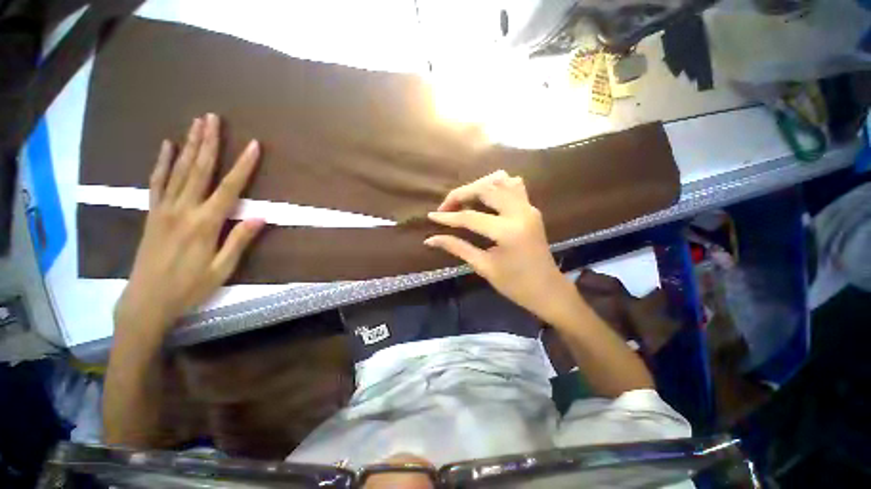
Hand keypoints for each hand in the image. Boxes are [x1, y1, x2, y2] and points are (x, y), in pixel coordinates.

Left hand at [114, 114, 263, 332]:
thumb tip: (260, 217)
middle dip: (208, 143)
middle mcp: (183, 210)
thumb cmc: (190, 287)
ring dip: (189, 145)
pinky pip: (157, 182)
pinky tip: (167, 146)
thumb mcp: (222, 269)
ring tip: (196, 124)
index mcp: (205, 223)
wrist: (146, 301)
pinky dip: (162, 163)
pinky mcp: (153, 213)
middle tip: (213, 118)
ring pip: (179, 170)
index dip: (243, 166)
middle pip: (199, 170)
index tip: (254, 146)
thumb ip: (239, 240)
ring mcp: (164, 209)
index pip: (230, 188)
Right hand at [425, 170, 575, 321]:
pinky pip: (513, 186)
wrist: (548, 290)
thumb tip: (430, 239)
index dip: (448, 217)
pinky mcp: (531, 208)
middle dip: (461, 194)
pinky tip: (485, 198)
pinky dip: (495, 186)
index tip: (431, 216)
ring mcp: (528, 207)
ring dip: (478, 186)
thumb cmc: (515, 285)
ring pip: (501, 180)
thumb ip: (457, 248)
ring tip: (464, 200)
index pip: (471, 217)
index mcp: (508, 231)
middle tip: (446, 207)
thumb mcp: (484, 267)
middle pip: (485, 188)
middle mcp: (520, 212)